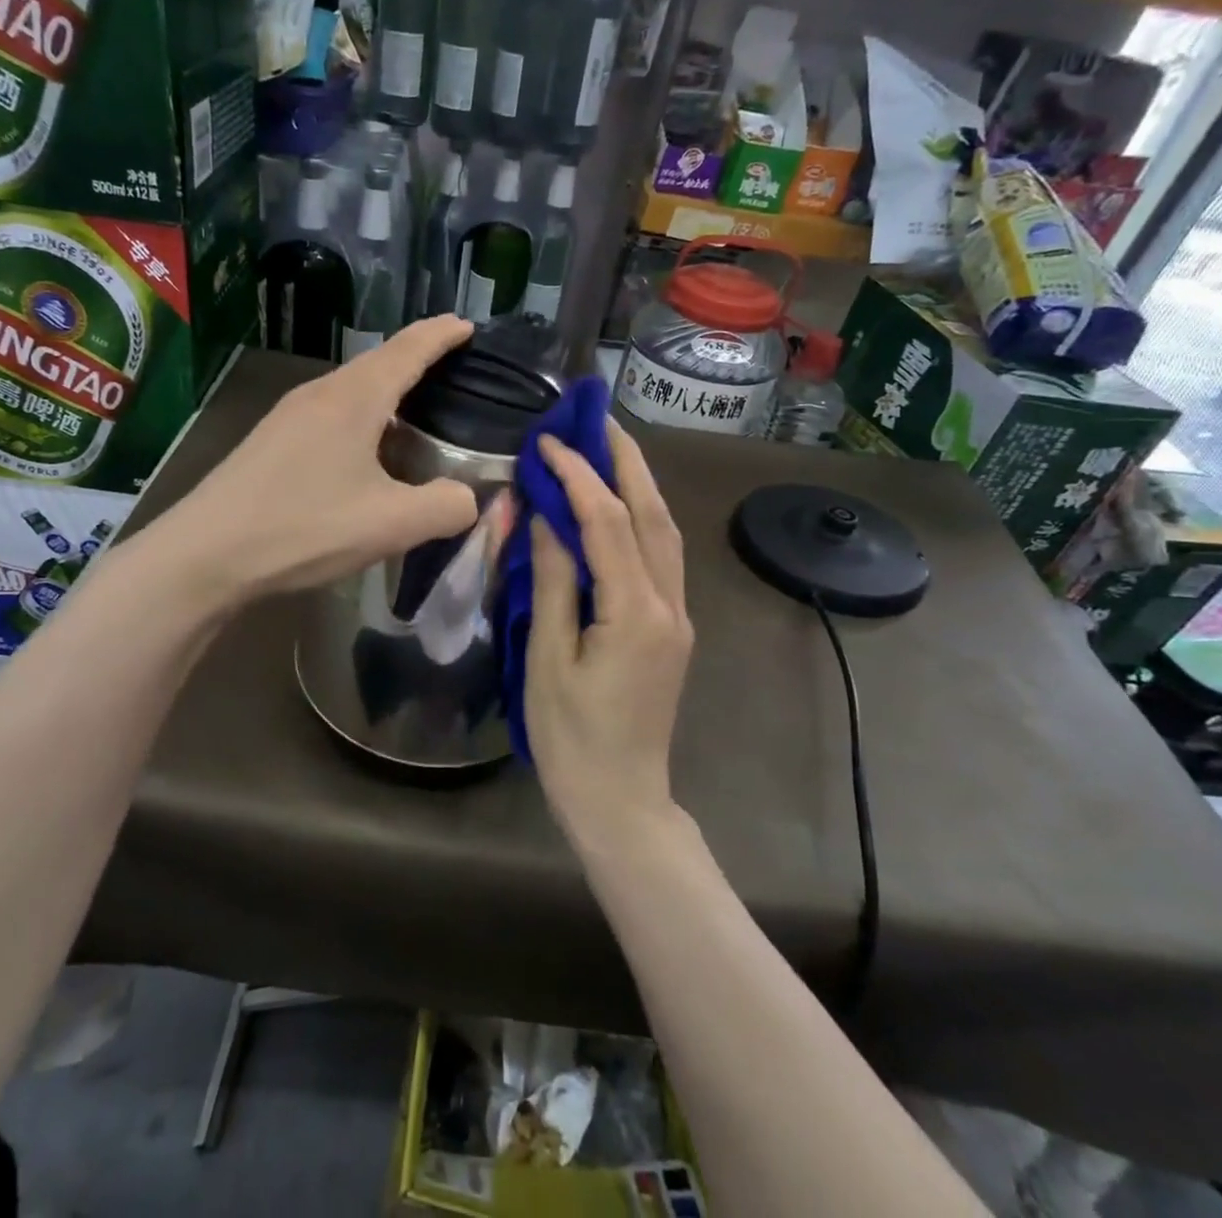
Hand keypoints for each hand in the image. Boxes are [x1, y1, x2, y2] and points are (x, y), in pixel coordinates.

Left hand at [169, 317, 479, 601]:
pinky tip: (368, 452)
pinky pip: (331, 413)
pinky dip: (363, 418)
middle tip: (454, 370)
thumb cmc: (303, 528)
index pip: (408, 350)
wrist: (205, 554)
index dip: (441, 335)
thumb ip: (445, 508)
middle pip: (378, 363)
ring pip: (352, 390)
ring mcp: (290, 415)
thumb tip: (466, 499)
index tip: (468, 325)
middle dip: (417, 359)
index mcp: (354, 399)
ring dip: (388, 393)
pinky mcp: (272, 440)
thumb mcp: (390, 524)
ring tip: (418, 413)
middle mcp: (320, 393)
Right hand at [526, 419, 693, 836]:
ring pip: (665, 532)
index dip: (578, 476)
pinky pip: (662, 556)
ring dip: (640, 484)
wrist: (621, 801)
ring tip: (610, 447)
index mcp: (635, 613)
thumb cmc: (571, 738)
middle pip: (653, 515)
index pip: (607, 523)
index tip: (546, 443)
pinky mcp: (672, 628)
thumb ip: (551, 583)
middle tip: (598, 419)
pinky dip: (642, 518)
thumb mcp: (548, 660)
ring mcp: (677, 616)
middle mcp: (668, 605)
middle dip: (626, 461)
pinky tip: (621, 504)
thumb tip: (543, 518)